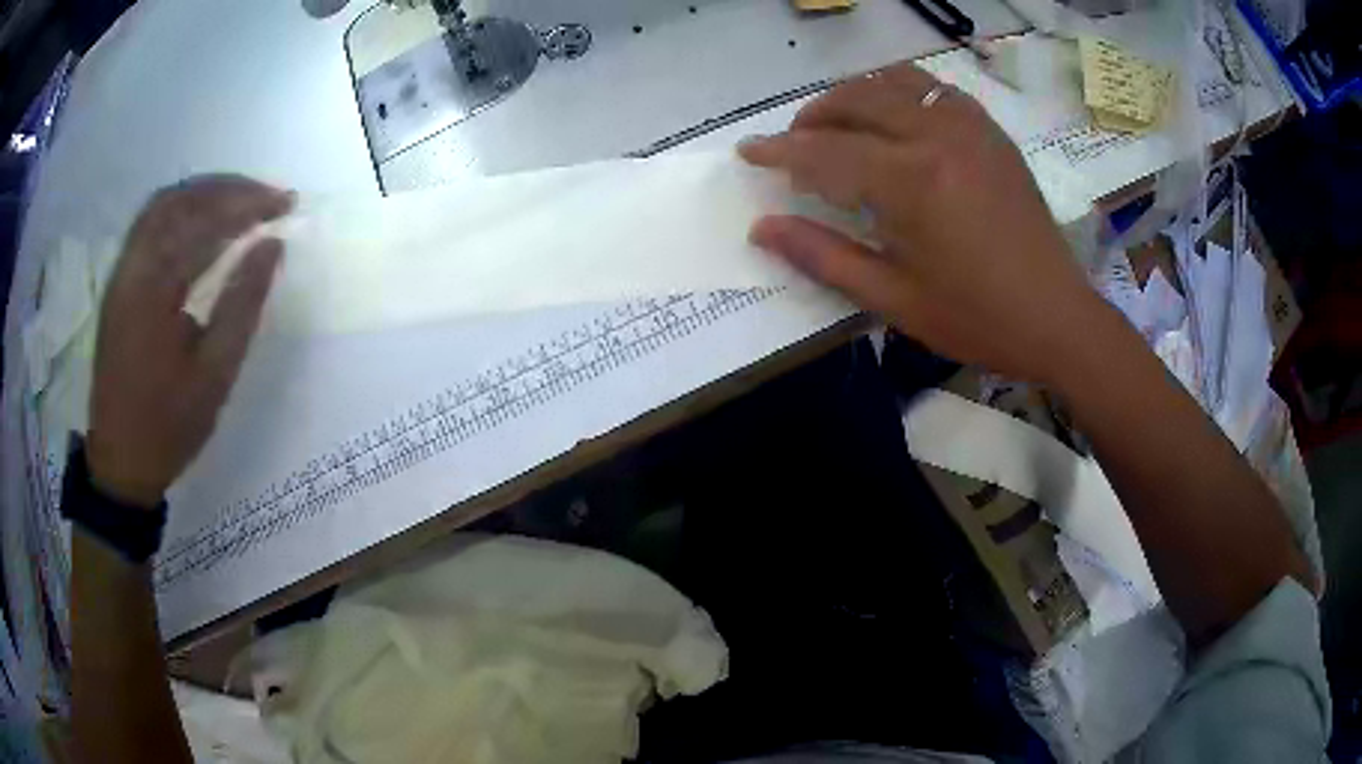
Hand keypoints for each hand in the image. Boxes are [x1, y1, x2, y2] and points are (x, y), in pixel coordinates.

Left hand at [87, 175, 291, 507]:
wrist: (120, 463)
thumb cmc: (168, 426)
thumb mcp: (214, 376)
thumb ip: (243, 305)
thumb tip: (272, 246)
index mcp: (153, 291)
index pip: (204, 223)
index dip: (248, 204)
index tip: (286, 203)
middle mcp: (132, 268)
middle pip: (179, 199)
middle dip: (227, 188)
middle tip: (266, 196)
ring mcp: (121, 274)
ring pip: (161, 207)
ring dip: (204, 195)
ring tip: (240, 203)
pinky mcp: (119, 284)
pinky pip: (150, 228)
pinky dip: (181, 213)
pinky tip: (203, 225)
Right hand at [740, 62, 1108, 385]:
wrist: (1057, 318)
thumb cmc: (976, 318)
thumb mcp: (894, 298)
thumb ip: (824, 256)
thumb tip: (763, 229)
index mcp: (911, 180)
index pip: (825, 150)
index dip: (779, 150)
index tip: (747, 151)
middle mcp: (937, 135)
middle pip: (857, 99)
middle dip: (814, 116)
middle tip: (795, 145)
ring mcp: (969, 127)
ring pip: (894, 81)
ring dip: (856, 95)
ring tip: (841, 124)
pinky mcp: (991, 132)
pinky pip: (934, 89)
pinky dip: (900, 92)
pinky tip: (895, 119)